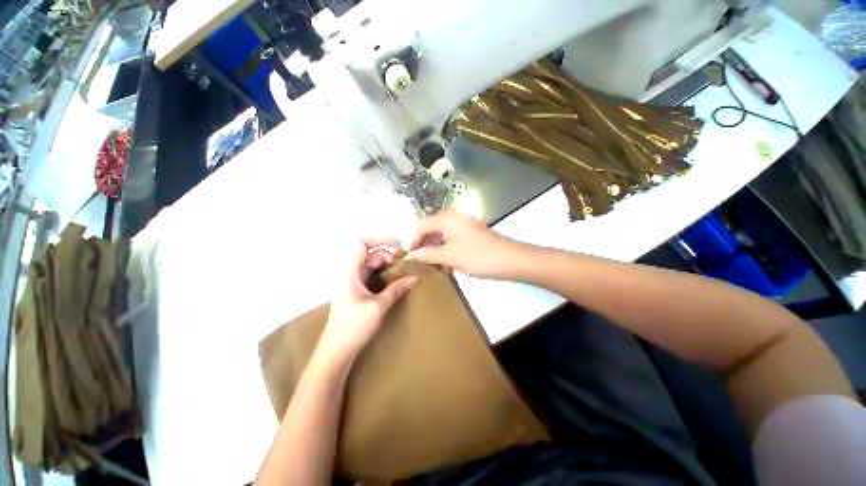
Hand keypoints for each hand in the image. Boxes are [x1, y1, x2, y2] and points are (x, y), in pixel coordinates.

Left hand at [318, 237, 417, 363]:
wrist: (337, 350)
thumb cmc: (354, 327)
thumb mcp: (379, 306)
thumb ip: (397, 289)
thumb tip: (415, 277)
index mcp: (350, 271)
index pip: (361, 242)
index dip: (379, 238)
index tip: (397, 245)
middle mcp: (349, 272)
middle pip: (370, 252)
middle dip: (387, 256)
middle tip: (402, 268)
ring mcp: (352, 280)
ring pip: (371, 263)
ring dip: (386, 266)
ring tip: (400, 275)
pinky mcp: (356, 288)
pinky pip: (371, 273)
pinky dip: (383, 274)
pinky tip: (393, 282)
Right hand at [408, 209, 517, 278]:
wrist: (508, 259)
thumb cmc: (476, 256)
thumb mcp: (448, 256)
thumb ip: (428, 254)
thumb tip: (413, 254)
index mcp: (447, 218)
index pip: (422, 225)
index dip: (413, 239)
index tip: (408, 254)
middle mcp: (454, 217)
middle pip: (432, 229)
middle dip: (425, 245)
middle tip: (420, 259)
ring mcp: (465, 225)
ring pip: (443, 236)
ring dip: (437, 250)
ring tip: (436, 266)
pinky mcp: (472, 234)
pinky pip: (454, 240)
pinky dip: (448, 251)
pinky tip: (449, 266)